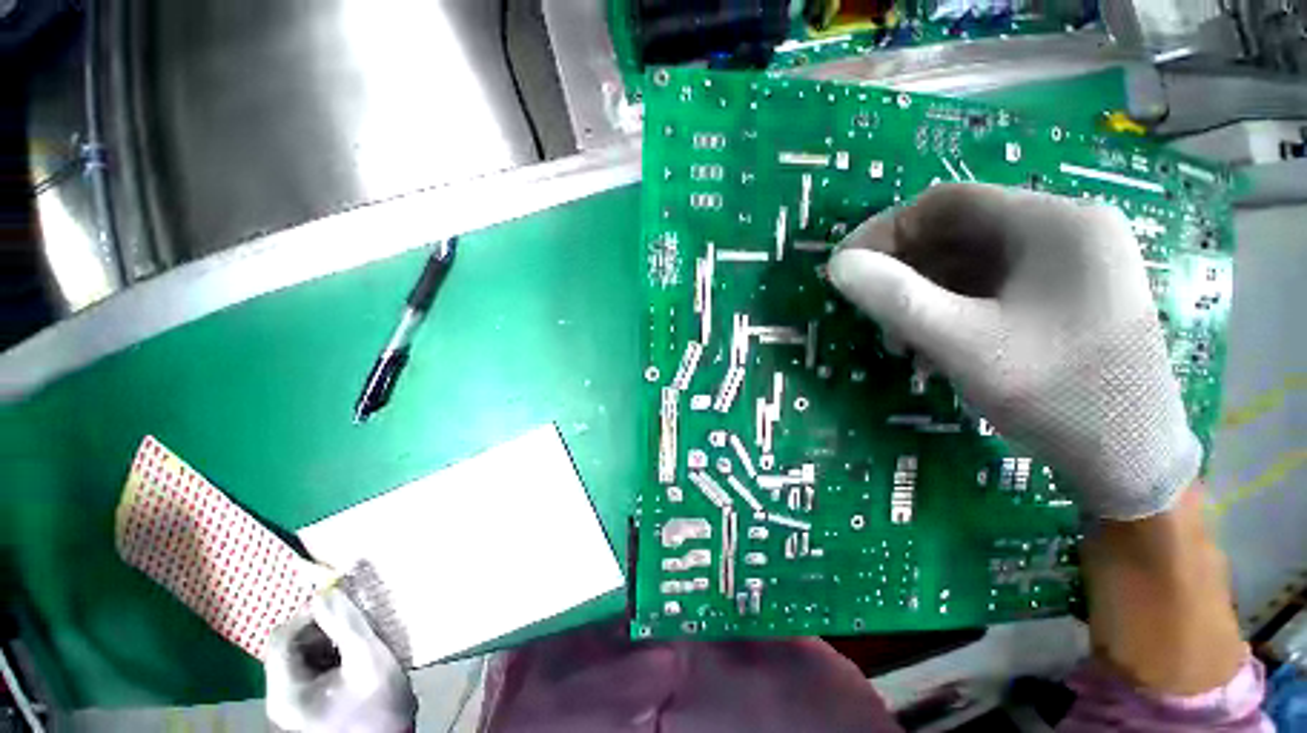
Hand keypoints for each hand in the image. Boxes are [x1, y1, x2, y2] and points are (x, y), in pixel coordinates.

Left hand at [266, 588, 416, 732]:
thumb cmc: (379, 706)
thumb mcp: (369, 660)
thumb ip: (347, 625)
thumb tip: (328, 591)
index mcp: (286, 690)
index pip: (282, 638)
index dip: (308, 614)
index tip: (341, 602)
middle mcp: (279, 697)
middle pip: (290, 647)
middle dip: (322, 629)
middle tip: (354, 623)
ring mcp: (291, 704)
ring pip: (301, 657)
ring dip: (328, 641)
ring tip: (357, 640)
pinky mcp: (306, 706)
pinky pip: (310, 670)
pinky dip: (331, 657)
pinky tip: (353, 658)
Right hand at [829, 183, 1200, 518]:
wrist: (1132, 461)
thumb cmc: (1058, 396)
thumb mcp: (965, 345)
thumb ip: (895, 300)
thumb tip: (837, 264)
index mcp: (1054, 224)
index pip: (947, 202)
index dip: (885, 231)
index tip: (846, 268)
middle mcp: (1065, 231)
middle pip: (958, 232)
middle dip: (903, 271)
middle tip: (870, 312)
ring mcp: (1067, 264)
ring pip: (969, 263)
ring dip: (922, 297)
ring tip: (898, 340)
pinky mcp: (1062, 296)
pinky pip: (988, 288)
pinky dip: (949, 310)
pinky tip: (932, 347)